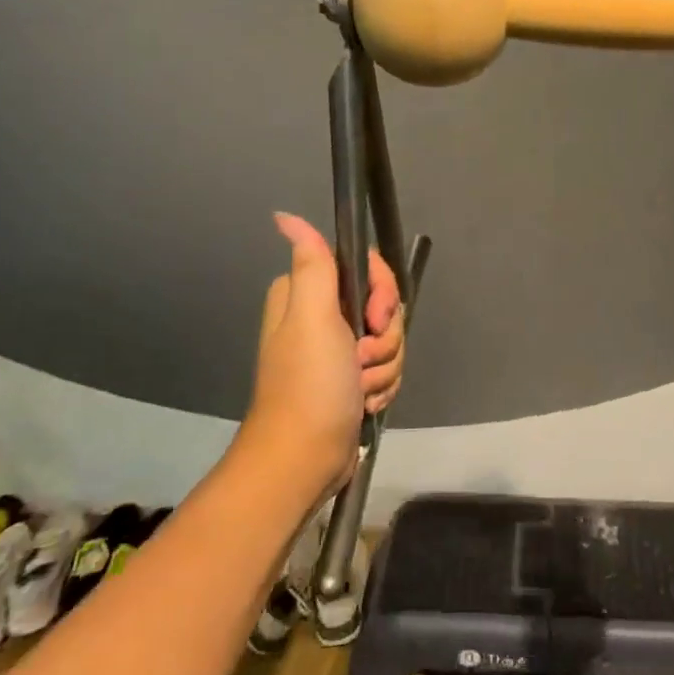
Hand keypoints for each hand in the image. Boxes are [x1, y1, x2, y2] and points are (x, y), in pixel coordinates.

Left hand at [239, 213, 404, 503]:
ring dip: (384, 366)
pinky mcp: (351, 379)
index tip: (373, 319)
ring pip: (389, 339)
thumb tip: (284, 215)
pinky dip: (381, 386)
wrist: (304, 459)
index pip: (366, 269)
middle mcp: (321, 317)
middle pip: (382, 306)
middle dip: (384, 337)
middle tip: (361, 359)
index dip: (381, 293)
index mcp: (308, 294)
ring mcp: (338, 351)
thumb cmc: (310, 384)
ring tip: (360, 390)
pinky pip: (387, 367)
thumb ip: (313, 263)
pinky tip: (364, 403)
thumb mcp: (313, 317)